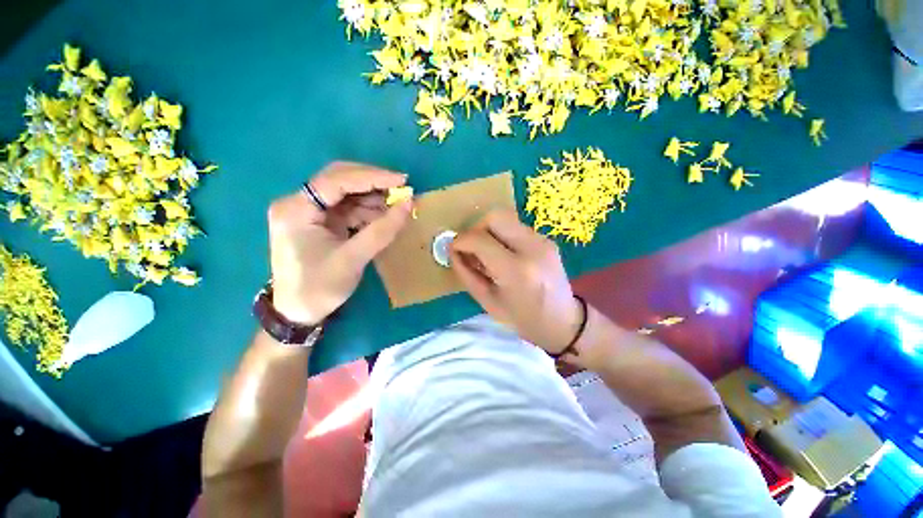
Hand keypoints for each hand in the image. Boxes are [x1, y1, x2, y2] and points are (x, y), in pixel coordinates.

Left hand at [267, 162, 411, 324]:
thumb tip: (409, 204)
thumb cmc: (319, 288)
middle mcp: (298, 203)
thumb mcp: (353, 259)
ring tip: (396, 208)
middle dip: (372, 183)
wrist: (298, 312)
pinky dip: (367, 211)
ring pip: (346, 193)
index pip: (336, 180)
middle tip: (401, 189)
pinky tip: (383, 219)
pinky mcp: (319, 222)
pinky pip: (347, 208)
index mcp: (296, 209)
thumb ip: (382, 230)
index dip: (371, 177)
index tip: (401, 181)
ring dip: (372, 199)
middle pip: (339, 179)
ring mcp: (308, 212)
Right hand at [450, 209, 581, 353]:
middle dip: (476, 228)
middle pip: (495, 217)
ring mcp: (543, 241)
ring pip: (506, 218)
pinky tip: (502, 254)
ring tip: (486, 253)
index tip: (453, 248)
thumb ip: (466, 273)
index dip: (460, 241)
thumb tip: (452, 251)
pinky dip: (502, 235)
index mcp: (516, 271)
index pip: (480, 239)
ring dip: (489, 231)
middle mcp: (532, 248)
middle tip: (471, 247)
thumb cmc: (523, 320)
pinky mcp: (546, 239)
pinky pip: (516, 227)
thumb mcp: (488, 302)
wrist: (564, 322)